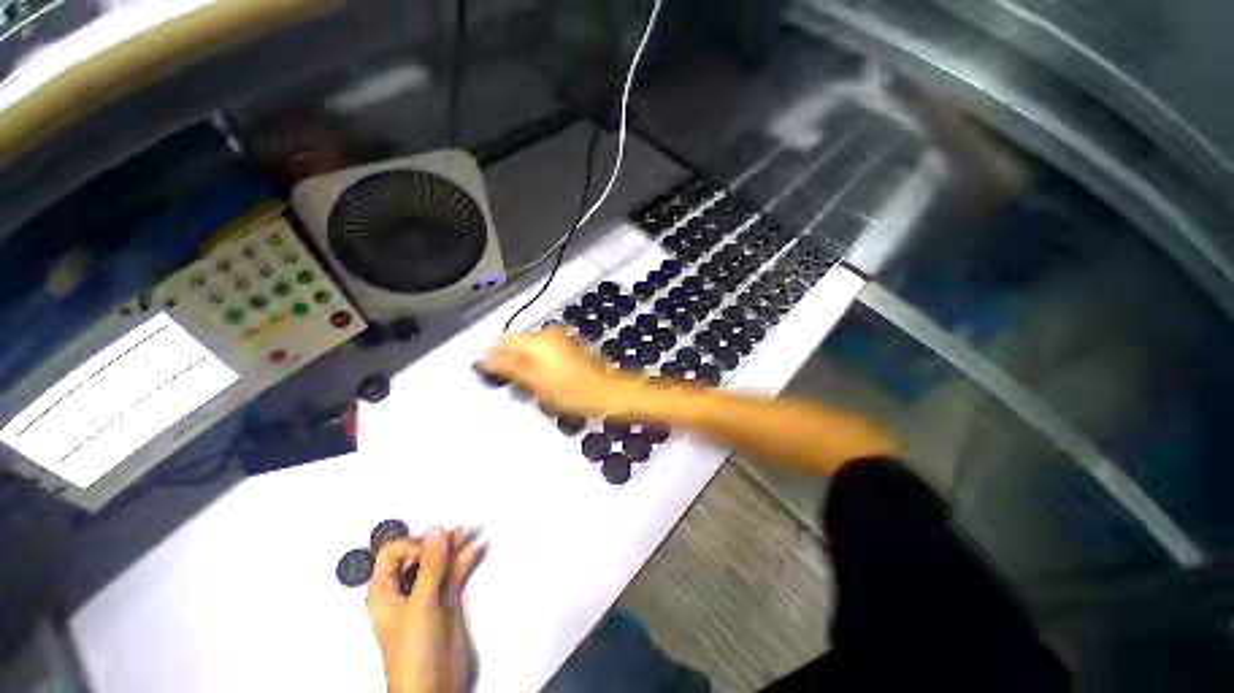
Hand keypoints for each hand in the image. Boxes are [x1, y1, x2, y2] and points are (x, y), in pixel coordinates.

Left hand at [367, 527, 484, 692]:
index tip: (432, 549)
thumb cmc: (413, 651)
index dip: (413, 545)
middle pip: (420, 554)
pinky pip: (455, 573)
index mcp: (385, 591)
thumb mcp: (419, 605)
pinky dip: (465, 560)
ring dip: (455, 547)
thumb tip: (436, 531)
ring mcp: (428, 595)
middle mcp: (405, 590)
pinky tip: (474, 550)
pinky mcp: (447, 601)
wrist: (434, 688)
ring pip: (440, 562)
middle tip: (457, 532)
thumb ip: (430, 566)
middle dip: (438, 541)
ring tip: (469, 533)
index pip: (394, 553)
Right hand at [481, 327, 637, 415]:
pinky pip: (546, 355)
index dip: (496, 358)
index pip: (504, 341)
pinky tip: (552, 382)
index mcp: (539, 341)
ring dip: (530, 367)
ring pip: (532, 351)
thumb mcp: (536, 382)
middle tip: (524, 386)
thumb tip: (485, 356)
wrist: (608, 393)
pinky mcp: (570, 348)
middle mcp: (550, 335)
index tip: (499, 377)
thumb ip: (508, 366)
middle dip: (515, 363)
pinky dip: (543, 366)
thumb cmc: (574, 391)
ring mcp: (562, 341)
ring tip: (539, 387)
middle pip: (519, 345)